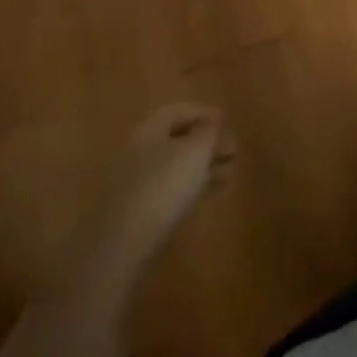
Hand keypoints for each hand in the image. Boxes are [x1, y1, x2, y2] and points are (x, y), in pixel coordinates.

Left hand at [119, 104, 234, 242]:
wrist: (125, 245)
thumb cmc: (165, 185)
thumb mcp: (197, 149)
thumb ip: (208, 130)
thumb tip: (209, 125)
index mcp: (149, 130)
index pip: (179, 111)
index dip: (205, 113)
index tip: (227, 122)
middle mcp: (138, 151)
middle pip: (176, 139)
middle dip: (206, 143)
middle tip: (231, 150)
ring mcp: (134, 183)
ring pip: (174, 166)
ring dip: (201, 166)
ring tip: (228, 174)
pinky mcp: (135, 212)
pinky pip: (168, 189)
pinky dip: (189, 187)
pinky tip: (206, 194)